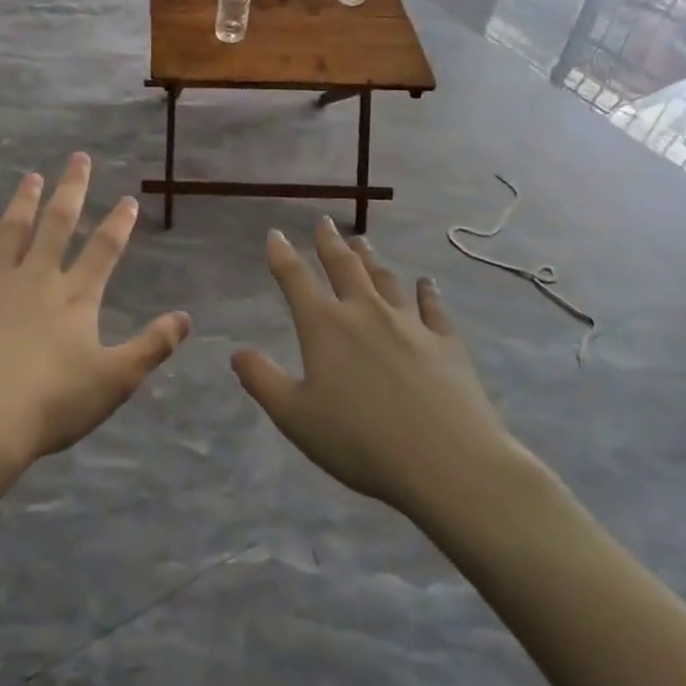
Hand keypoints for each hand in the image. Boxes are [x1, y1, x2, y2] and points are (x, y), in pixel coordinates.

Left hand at [0, 154, 191, 470]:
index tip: (128, 198)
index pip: (104, 250)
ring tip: (30, 177)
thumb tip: (185, 317)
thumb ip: (152, 346)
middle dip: (71, 191)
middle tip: (78, 159)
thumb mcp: (115, 380)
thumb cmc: (53, 403)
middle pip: (57, 226)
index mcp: (76, 297)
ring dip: (23, 203)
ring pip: (12, 234)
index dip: (118, 223)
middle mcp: (37, 280)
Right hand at [231, 219, 528, 530]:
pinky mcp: (446, 343)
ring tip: (361, 240)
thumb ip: (262, 380)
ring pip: (385, 279)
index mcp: (325, 326)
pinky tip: (425, 283)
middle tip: (323, 222)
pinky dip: (427, 292)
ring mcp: (410, 324)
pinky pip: (433, 308)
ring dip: (370, 258)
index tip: (275, 234)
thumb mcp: (295, 417)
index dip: (282, 254)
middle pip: (344, 267)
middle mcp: (365, 313)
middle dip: (329, 242)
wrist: (448, 463)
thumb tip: (237, 352)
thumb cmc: (360, 441)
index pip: (296, 279)